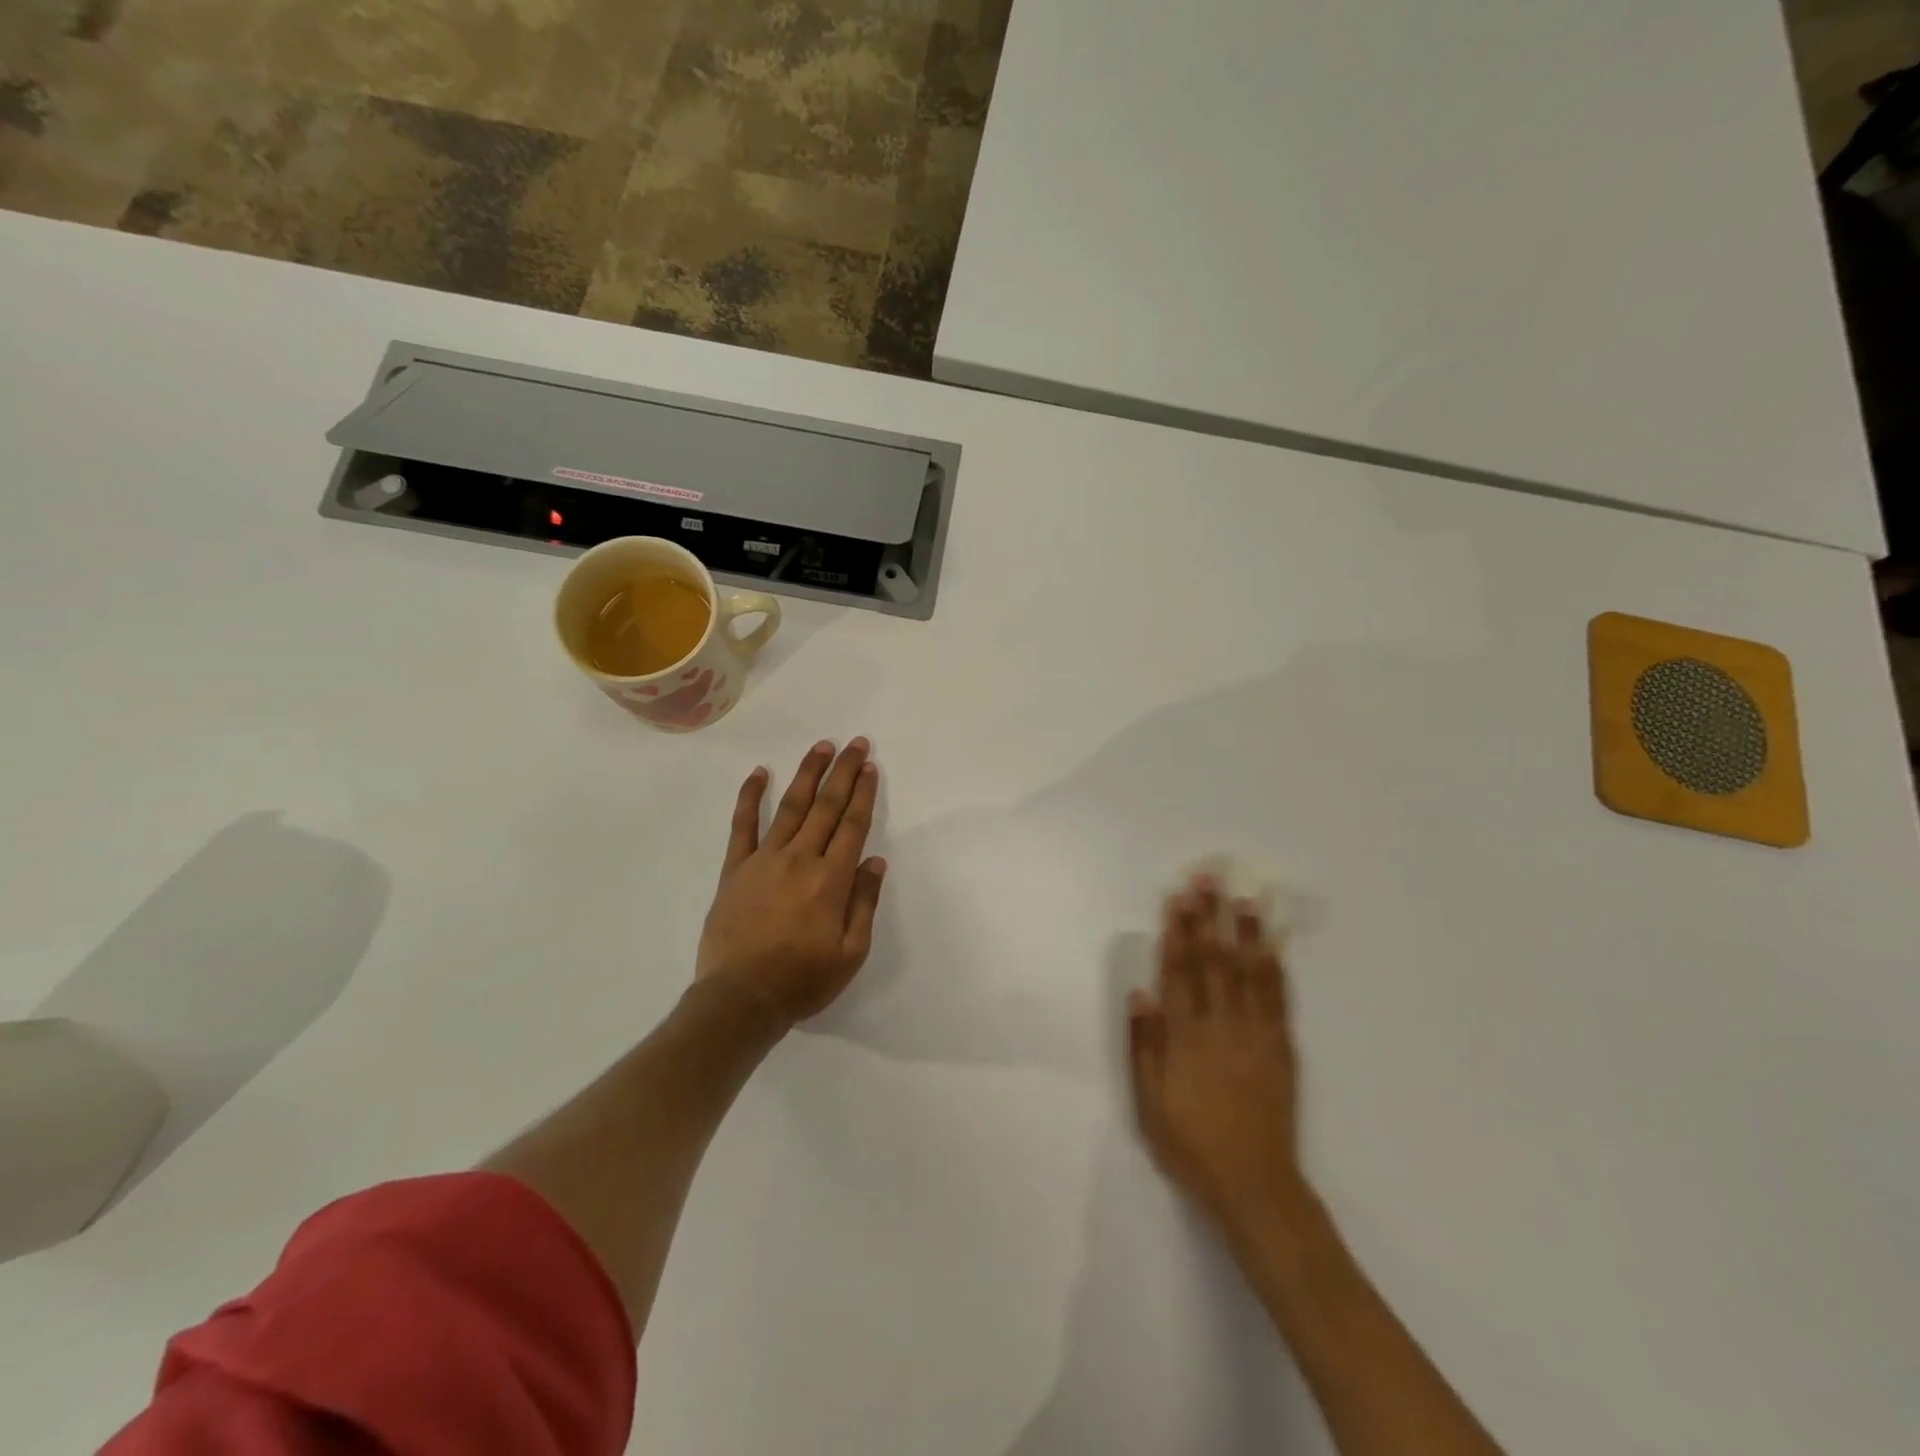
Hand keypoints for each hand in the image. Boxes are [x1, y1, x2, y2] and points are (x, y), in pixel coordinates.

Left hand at [697, 738, 886, 1026]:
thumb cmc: (803, 980)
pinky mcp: (736, 869)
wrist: (741, 998)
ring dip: (807, 774)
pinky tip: (759, 774)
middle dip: (844, 772)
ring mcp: (764, 860)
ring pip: (790, 807)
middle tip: (856, 744)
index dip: (864, 793)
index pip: (852, 825)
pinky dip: (750, 797)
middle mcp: (800, 859)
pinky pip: (743, 826)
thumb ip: (864, 903)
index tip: (871, 767)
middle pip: (826, 806)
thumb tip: (875, 862)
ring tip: (821, 747)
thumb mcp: (851, 953)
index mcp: (831, 879)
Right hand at [1127, 876, 1308, 1242]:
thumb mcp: (1149, 1103)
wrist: (1254, 1185)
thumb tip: (1140, 992)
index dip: (1178, 932)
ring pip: (1248, 972)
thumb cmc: (1191, 1145)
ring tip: (1243, 897)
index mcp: (1186, 1037)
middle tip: (1208, 879)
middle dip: (1208, 917)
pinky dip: (1276, 969)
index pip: (1180, 972)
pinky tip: (1274, 944)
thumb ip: (1145, 1045)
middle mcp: (1221, 1026)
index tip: (1178, 898)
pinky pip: (1279, 1001)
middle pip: (1213, 961)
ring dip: (1244, 932)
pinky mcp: (1281, 1049)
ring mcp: (1256, 1035)